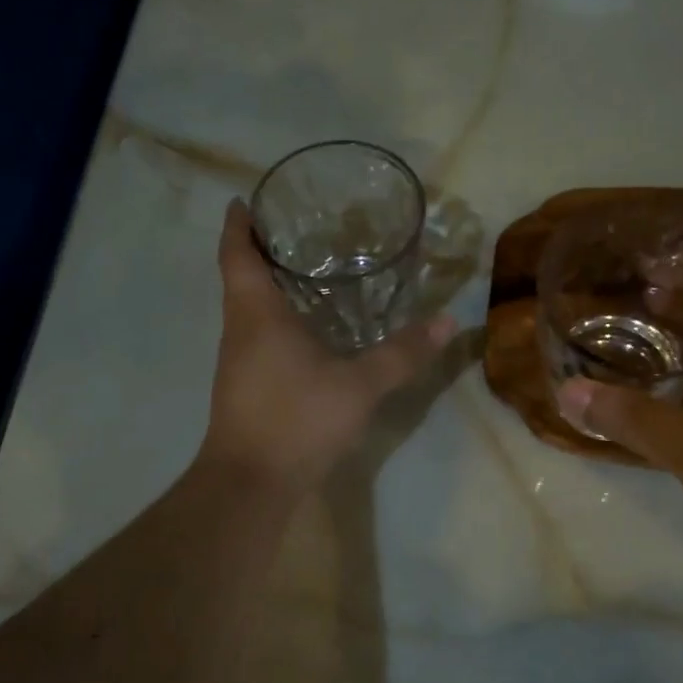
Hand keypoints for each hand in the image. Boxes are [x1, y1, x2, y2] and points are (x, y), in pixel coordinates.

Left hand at [200, 201, 456, 488]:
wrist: (251, 483)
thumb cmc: (296, 419)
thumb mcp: (358, 385)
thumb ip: (401, 354)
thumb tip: (446, 322)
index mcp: (256, 314)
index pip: (236, 253)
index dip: (239, 224)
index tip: (246, 199)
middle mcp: (239, 331)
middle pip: (240, 278)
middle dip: (261, 251)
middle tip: (298, 231)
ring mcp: (238, 362)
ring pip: (248, 310)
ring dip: (268, 288)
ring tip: (308, 273)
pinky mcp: (245, 388)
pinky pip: (257, 338)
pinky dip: (276, 321)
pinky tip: (308, 332)